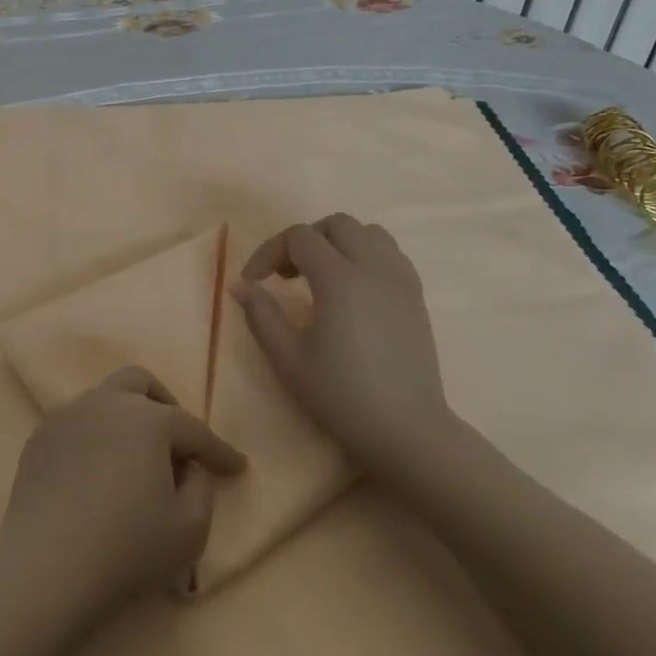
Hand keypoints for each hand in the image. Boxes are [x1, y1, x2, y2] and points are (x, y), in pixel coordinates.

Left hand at [0, 368, 245, 621]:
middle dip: (165, 405)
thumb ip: (201, 488)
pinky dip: (95, 437)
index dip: (219, 450)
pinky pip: (77, 424)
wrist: (45, 565)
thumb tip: (188, 467)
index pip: (193, 428)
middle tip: (176, 442)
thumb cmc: (126, 548)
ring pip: (104, 399)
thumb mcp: (190, 529)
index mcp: (148, 419)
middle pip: (140, 383)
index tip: (236, 466)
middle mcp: (107, 403)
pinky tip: (96, 472)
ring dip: (126, 419)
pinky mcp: (40, 437)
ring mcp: (68, 416)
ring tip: (134, 458)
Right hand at [230, 213, 455, 474]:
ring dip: (338, 243)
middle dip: (304, 240)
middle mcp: (373, 267)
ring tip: (320, 276)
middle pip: (336, 224)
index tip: (254, 282)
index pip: (298, 237)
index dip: (268, 252)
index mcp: (340, 278)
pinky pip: (390, 254)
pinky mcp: (416, 296)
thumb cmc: (342, 396)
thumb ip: (261, 315)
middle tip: (286, 276)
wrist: (407, 430)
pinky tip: (352, 290)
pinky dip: (365, 256)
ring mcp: (400, 279)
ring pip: (368, 232)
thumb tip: (239, 285)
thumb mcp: (289, 359)